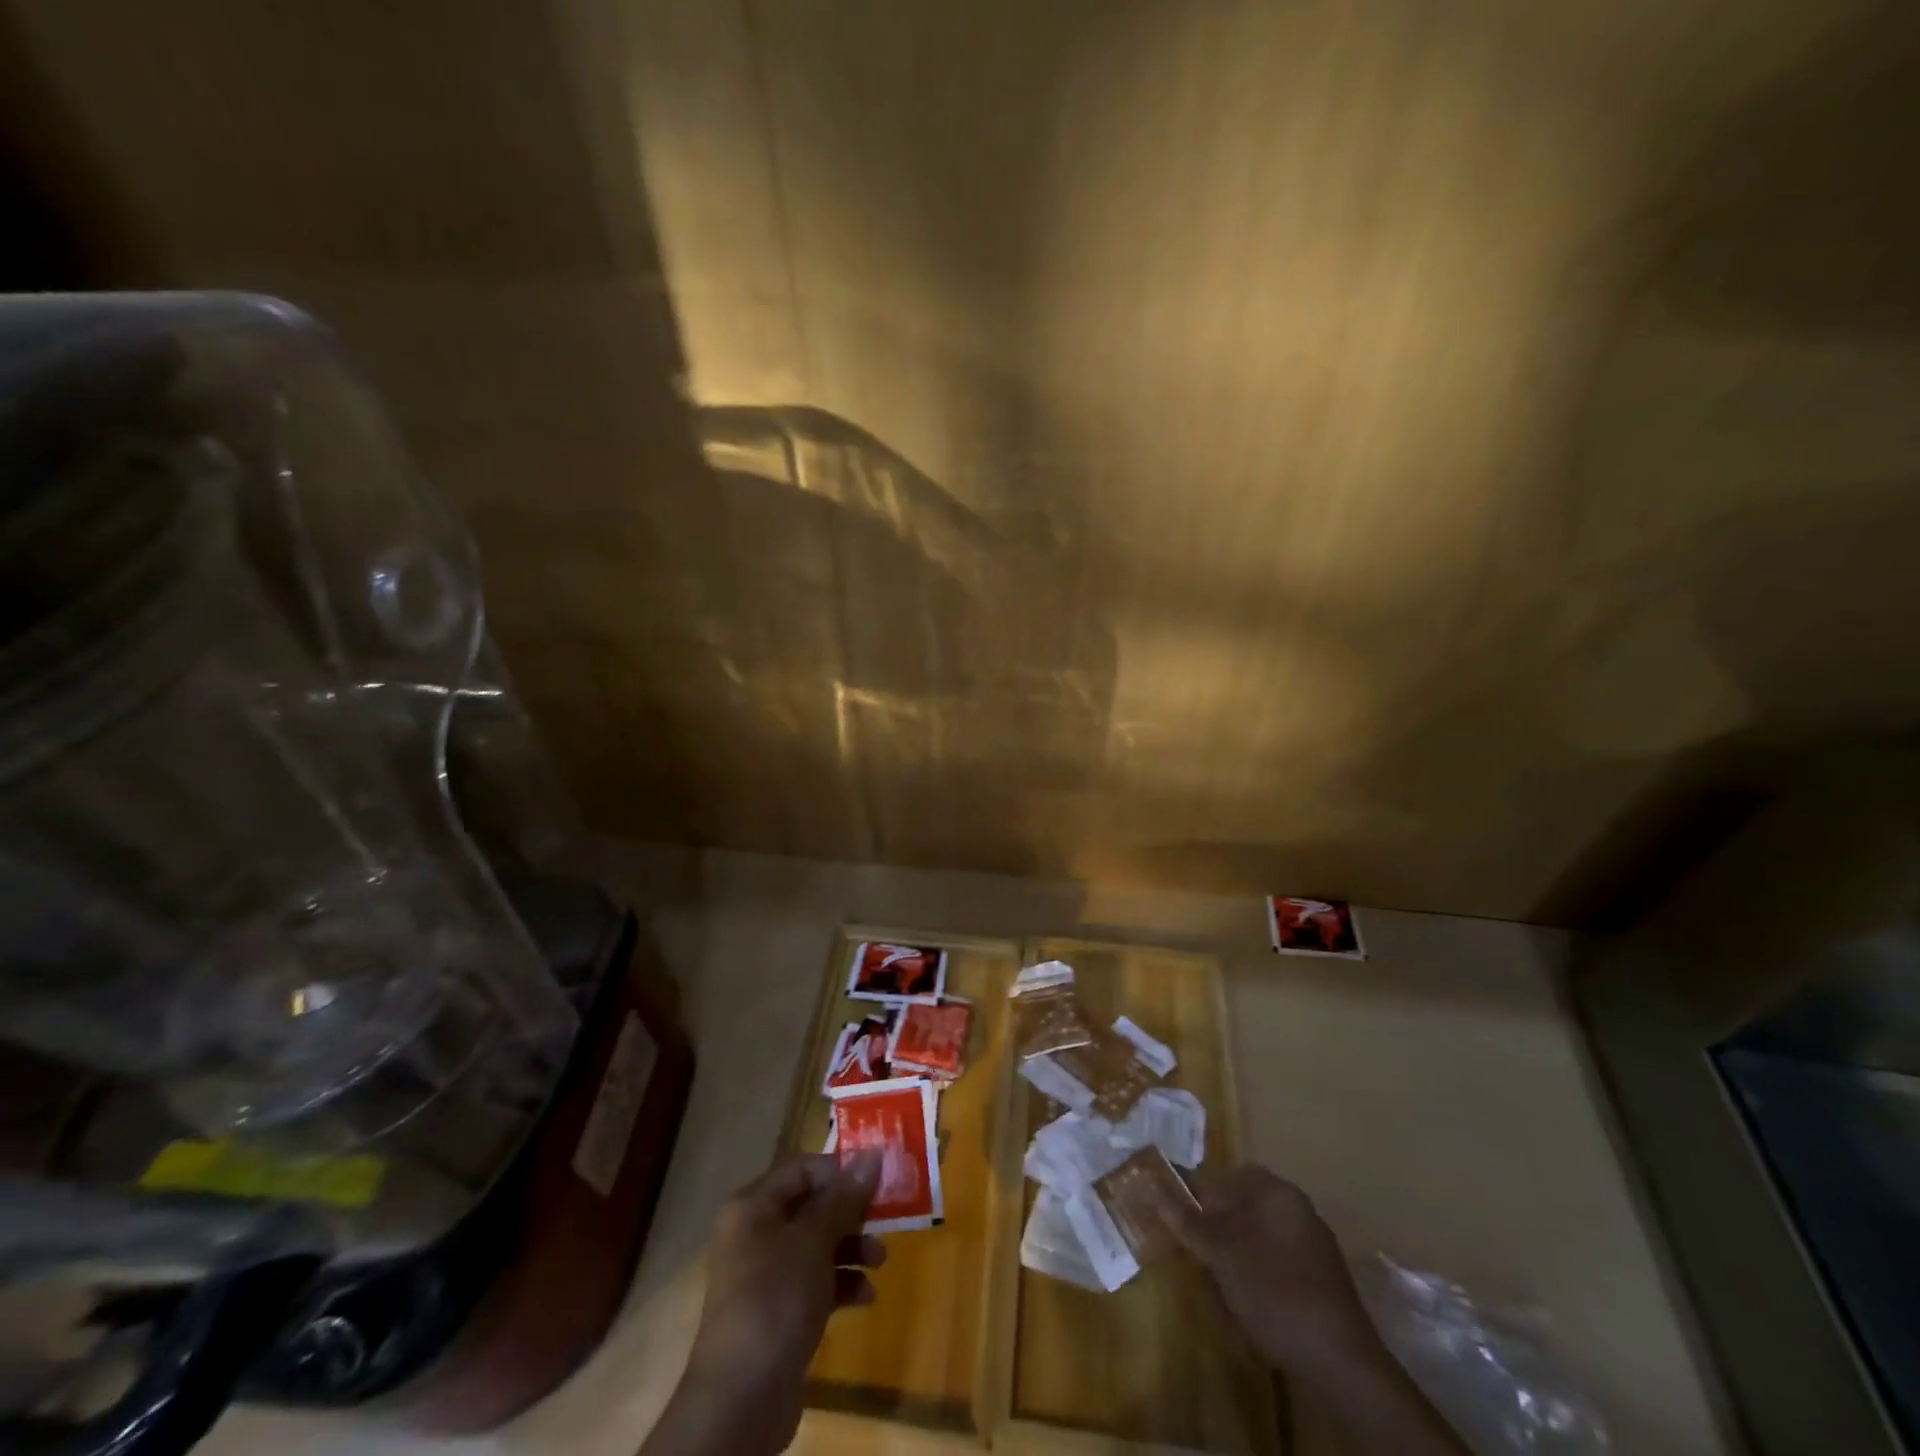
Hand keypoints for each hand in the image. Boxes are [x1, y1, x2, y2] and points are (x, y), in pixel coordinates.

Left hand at [662, 1152, 884, 1454]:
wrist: (742, 1399)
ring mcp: (765, 1276)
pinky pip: (815, 1282)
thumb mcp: (814, 1240)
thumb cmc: (775, 1298)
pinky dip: (841, 1283)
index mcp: (753, 1207)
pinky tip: (865, 1296)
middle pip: (811, 1206)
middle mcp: (755, 1234)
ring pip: (817, 1245)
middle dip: (851, 1213)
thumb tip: (873, 1155)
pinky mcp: (777, 1312)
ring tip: (880, 1262)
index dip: (838, 1170)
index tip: (875, 1180)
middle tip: (886, 1219)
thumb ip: (844, 1197)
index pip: (801, 1169)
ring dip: (852, 1248)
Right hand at [1172, 1165, 1379, 1374]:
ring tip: (1217, 1279)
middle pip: (1245, 1205)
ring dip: (1235, 1249)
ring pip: (1259, 1234)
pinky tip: (1245, 1299)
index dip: (1201, 1195)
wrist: (1340, 1365)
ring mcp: (1313, 1246)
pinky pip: (1276, 1260)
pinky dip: (1255, 1270)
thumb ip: (1189, 1223)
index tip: (1182, 1222)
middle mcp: (1299, 1210)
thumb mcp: (1224, 1256)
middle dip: (1218, 1225)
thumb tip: (1153, 1191)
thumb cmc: (1276, 1293)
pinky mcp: (1319, 1280)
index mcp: (1279, 1193)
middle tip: (1197, 1251)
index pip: (1230, 1177)